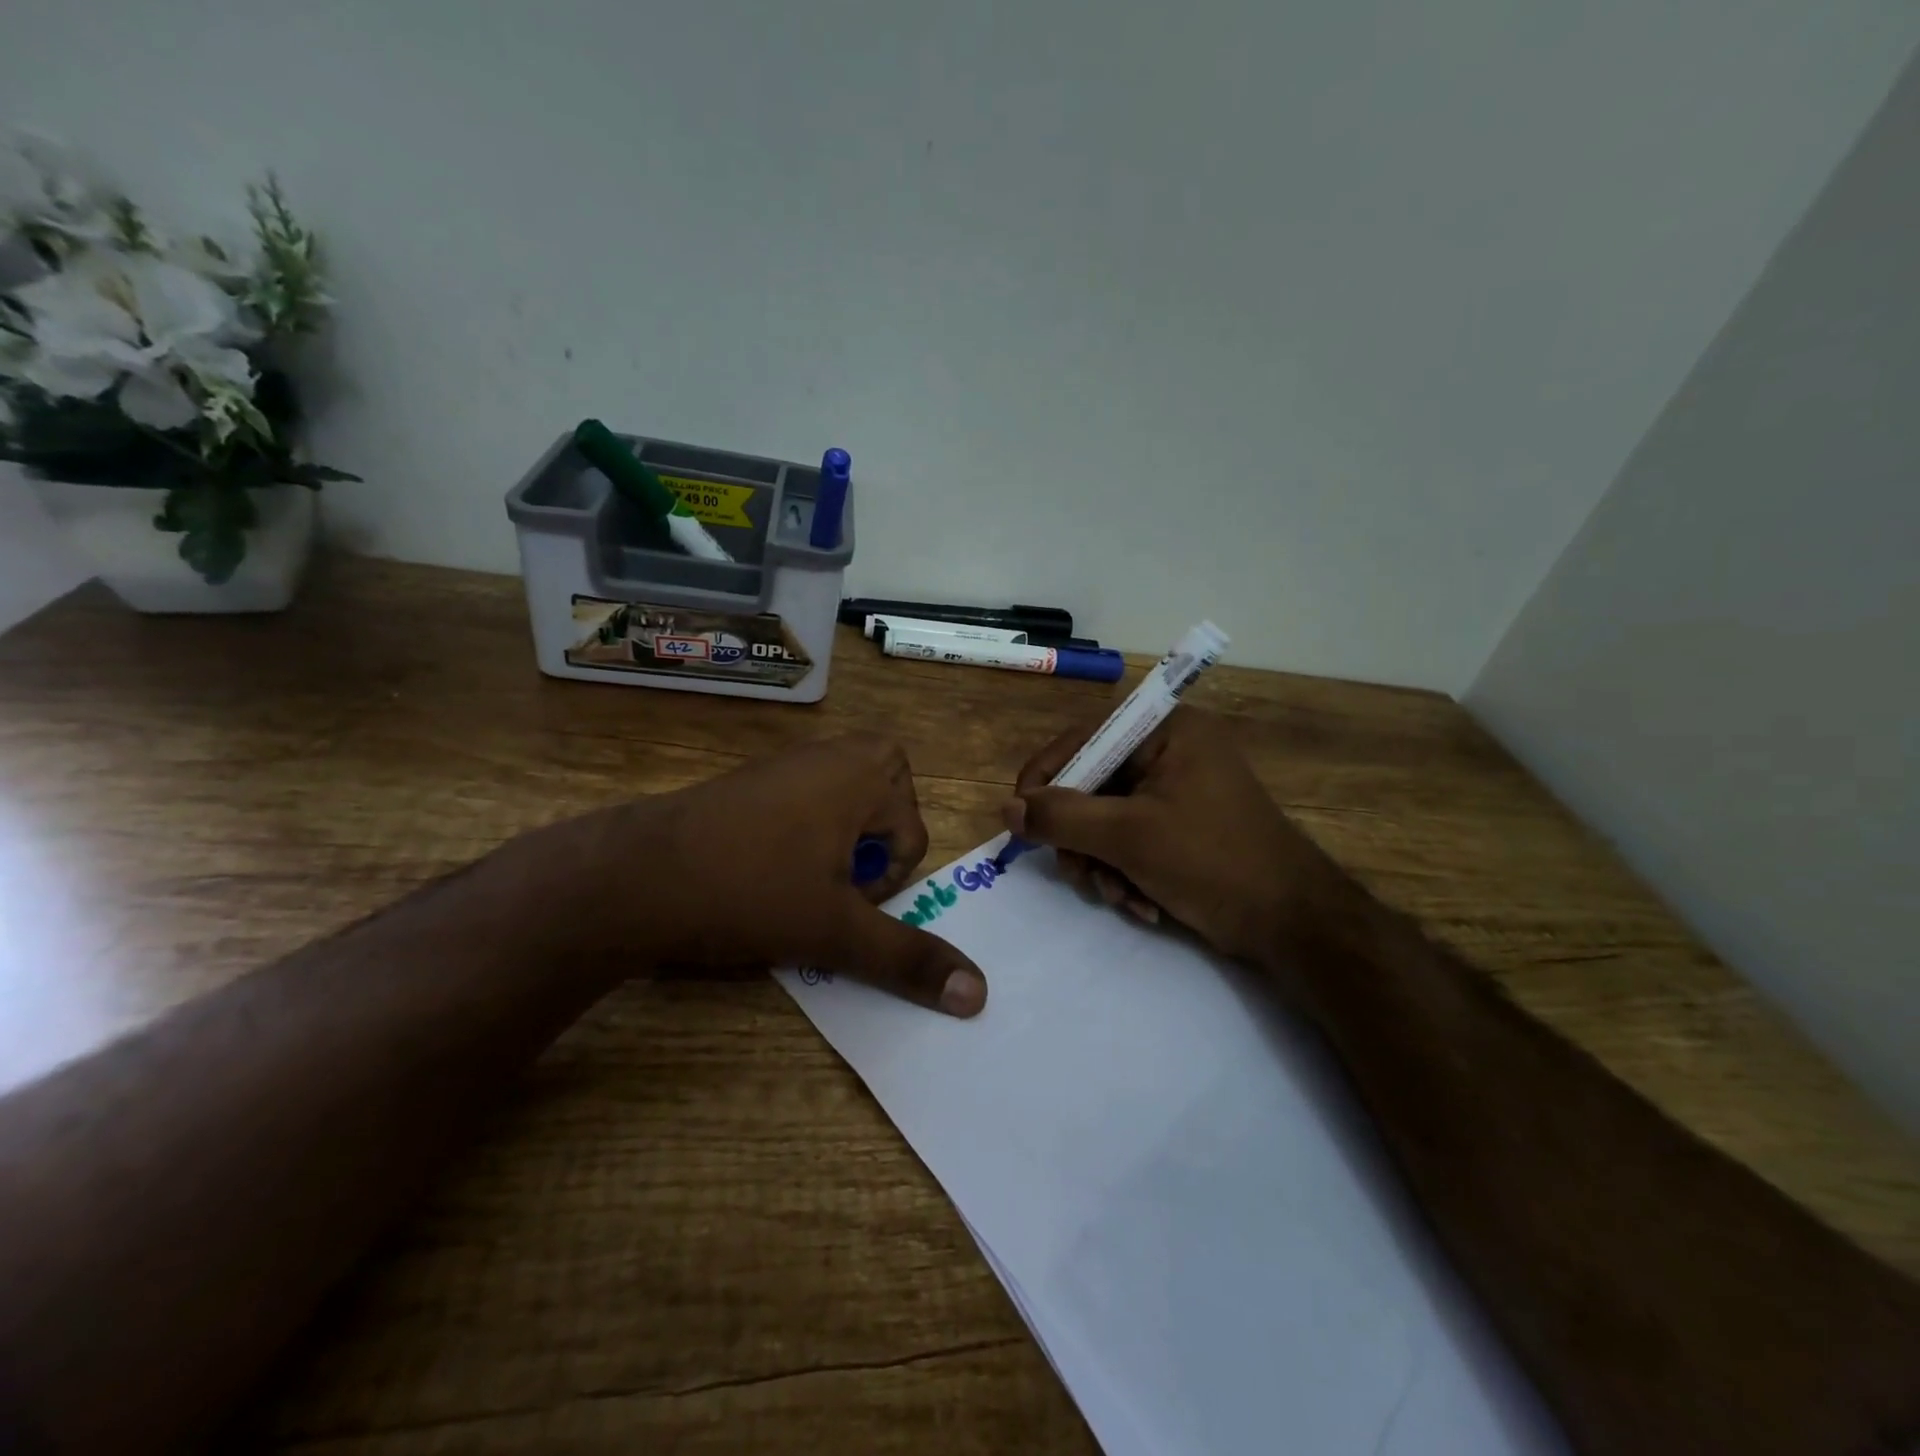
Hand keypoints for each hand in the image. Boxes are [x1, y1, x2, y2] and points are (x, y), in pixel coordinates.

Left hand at [532, 735, 986, 1015]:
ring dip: (838, 846)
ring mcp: (788, 762)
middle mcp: (832, 753)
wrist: (633, 876)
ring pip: (846, 807)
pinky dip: (801, 836)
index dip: (883, 882)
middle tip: (832, 881)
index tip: (838, 901)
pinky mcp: (752, 780)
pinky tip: (762, 870)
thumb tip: (981, 996)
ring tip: (797, 881)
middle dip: (873, 849)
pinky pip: (805, 803)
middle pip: (888, 807)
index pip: (914, 836)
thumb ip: (908, 958)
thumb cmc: (751, 891)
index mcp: (866, 771)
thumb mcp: (837, 930)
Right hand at [1002, 708, 1366, 963]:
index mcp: (1167, 731)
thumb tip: (1006, 809)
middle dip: (1081, 838)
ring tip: (1118, 896)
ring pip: (1106, 819)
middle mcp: (1171, 751)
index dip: (1045, 779)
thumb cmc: (1213, 863)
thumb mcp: (1128, 837)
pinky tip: (1140, 904)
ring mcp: (1178, 791)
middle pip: (1092, 784)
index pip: (1083, 739)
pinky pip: (1131, 840)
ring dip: (1102, 863)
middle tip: (1077, 874)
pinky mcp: (1183, 827)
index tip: (1019, 821)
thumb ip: (1061, 818)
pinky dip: (1126, 873)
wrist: (1295, 925)